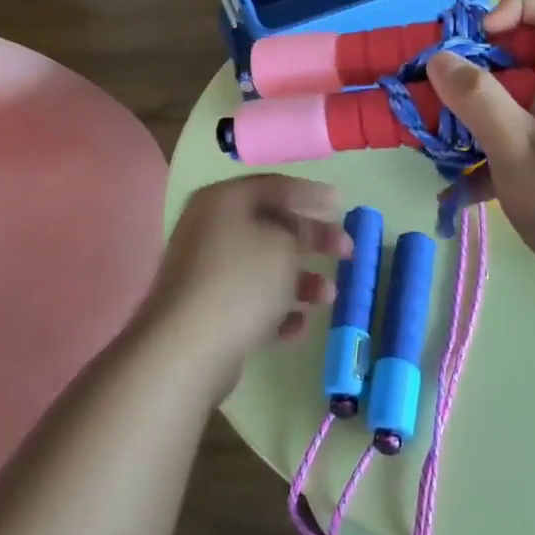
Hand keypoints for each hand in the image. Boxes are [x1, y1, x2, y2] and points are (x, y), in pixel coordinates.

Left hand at [150, 176, 346, 390]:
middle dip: (312, 240)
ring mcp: (205, 270)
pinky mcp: (206, 309)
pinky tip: (298, 326)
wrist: (187, 348)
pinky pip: (249, 300)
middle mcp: (209, 227)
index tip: (342, 204)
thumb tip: (298, 231)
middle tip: (347, 251)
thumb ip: (300, 230)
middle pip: (270, 226)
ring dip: (300, 280)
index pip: (274, 186)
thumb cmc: (241, 281)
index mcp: (223, 200)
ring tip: (328, 296)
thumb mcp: (284, 245)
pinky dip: (276, 309)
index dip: (311, 194)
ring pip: (263, 267)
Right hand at [429, 0, 534, 291]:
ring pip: (510, 95)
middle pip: (522, 51)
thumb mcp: (516, 147)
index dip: (514, 7)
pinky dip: (483, 153)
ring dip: (471, 113)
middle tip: (440, 95)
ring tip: (438, 142)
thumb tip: (440, 58)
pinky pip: (512, 134)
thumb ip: (476, 98)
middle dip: (474, 67)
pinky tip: (456, 192)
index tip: (478, 40)